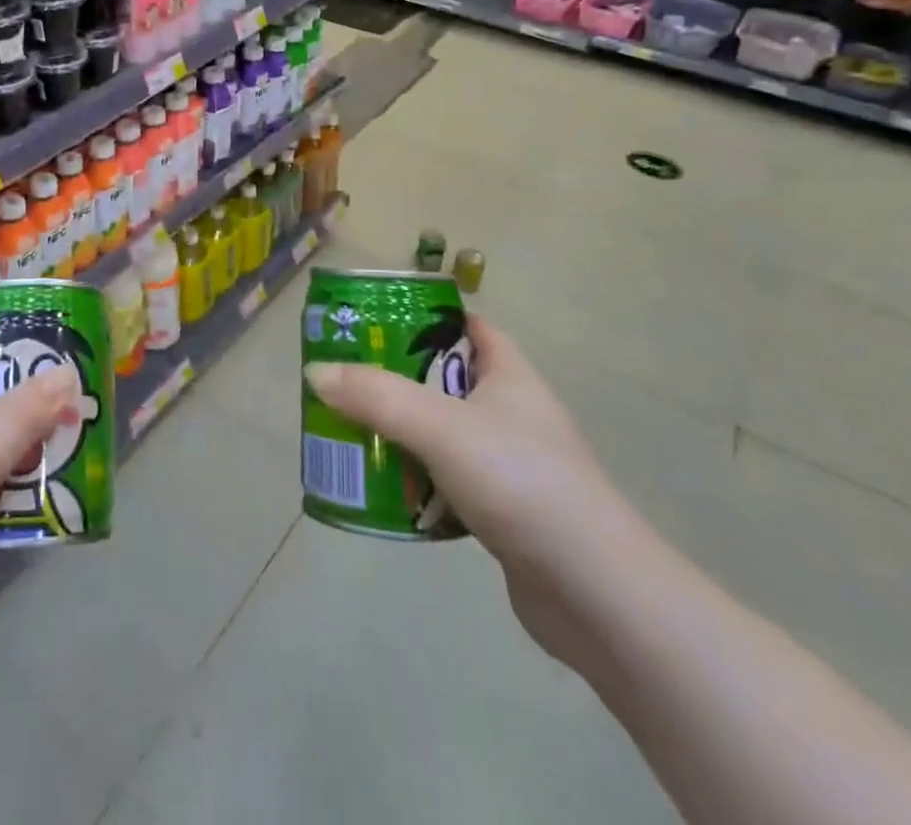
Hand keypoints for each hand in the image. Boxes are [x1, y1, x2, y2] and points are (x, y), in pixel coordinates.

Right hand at [304, 316, 636, 672]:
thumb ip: (376, 396)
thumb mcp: (441, 427)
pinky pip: (447, 482)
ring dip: (402, 433)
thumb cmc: (520, 481)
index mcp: (509, 375)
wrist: (595, 594)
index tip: (374, 320)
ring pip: (442, 434)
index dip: (424, 317)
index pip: (467, 326)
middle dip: (396, 380)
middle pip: (444, 381)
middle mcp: (511, 412)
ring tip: (352, 432)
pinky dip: (418, 483)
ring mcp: (510, 464)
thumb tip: (316, 372)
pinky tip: (385, 492)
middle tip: (346, 379)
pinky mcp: (504, 513)